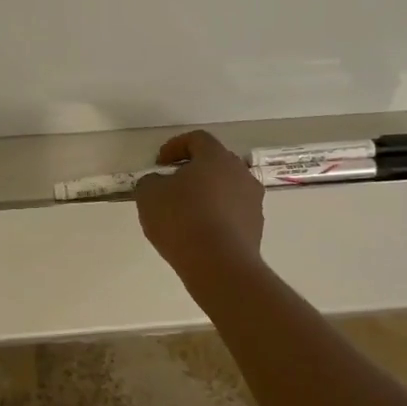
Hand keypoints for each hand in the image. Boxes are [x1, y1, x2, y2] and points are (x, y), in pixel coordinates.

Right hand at [134, 130, 264, 274]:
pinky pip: (233, 213)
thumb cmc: (182, 220)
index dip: (175, 147)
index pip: (197, 139)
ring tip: (186, 213)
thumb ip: (151, 181)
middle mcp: (240, 173)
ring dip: (207, 194)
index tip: (160, 163)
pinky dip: (217, 216)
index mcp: (216, 157)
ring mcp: (253, 201)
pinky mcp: (256, 228)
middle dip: (193, 170)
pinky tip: (200, 233)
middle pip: (215, 162)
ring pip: (227, 188)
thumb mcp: (149, 195)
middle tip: (172, 185)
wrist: (220, 266)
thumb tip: (159, 182)